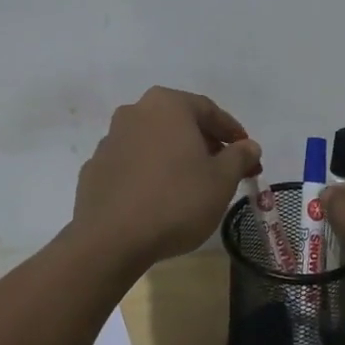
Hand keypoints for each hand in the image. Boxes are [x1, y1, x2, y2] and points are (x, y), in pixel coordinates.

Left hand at [70, 87, 261, 276]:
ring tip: (191, 185)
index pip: (209, 110)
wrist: (111, 239)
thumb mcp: (221, 180)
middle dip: (204, 143)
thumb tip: (249, 146)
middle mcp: (135, 112)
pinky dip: (149, 174)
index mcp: (167, 105)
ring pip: (153, 142)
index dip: (232, 132)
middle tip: (223, 169)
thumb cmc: (176, 200)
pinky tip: (158, 198)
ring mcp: (110, 139)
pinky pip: (132, 164)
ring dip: (174, 157)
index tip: (248, 154)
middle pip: (179, 123)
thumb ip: (239, 157)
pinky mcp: (94, 168)